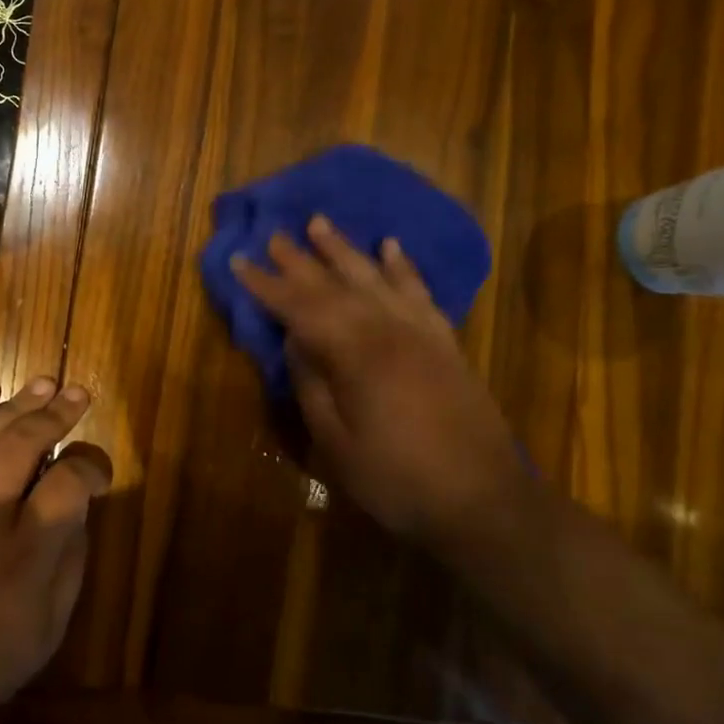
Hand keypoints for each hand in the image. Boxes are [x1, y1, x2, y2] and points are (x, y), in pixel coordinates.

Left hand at [0, 378, 104, 723]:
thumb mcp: (48, 628)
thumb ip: (71, 562)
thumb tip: (78, 509)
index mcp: (26, 553)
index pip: (68, 484)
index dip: (90, 466)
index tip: (97, 471)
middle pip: (23, 444)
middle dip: (56, 413)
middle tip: (77, 393)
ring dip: (17, 403)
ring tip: (43, 383)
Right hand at [231, 216, 528, 550]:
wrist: (484, 501)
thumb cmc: (398, 479)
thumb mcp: (337, 443)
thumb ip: (312, 385)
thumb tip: (294, 340)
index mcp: (354, 355)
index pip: (299, 309)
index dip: (266, 285)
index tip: (239, 261)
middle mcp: (386, 329)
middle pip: (333, 284)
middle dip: (298, 259)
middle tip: (271, 234)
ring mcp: (420, 331)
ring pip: (374, 277)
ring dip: (344, 249)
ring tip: (319, 222)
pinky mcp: (444, 341)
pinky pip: (419, 291)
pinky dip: (402, 266)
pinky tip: (390, 246)